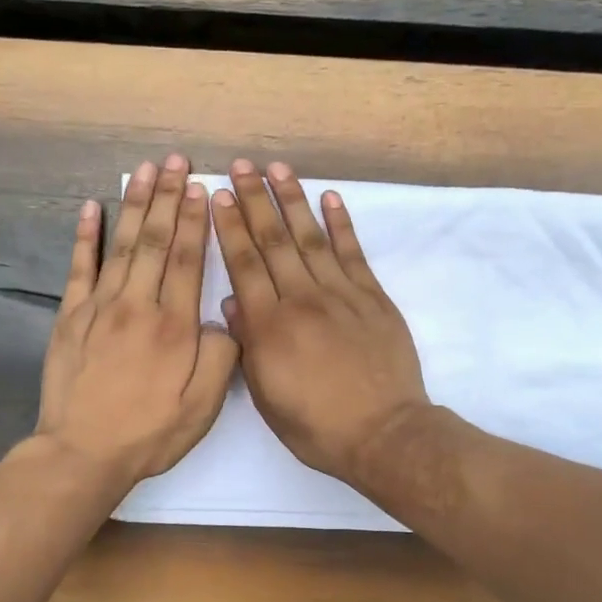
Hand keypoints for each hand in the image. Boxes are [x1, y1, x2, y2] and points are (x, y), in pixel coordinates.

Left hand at [35, 155, 238, 489]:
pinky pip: (79, 268)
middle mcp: (138, 306)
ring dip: (135, 205)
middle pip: (156, 242)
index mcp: (174, 327)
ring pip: (122, 245)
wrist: (82, 453)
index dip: (195, 221)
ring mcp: (99, 308)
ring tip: (145, 170)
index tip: (200, 187)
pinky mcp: (70, 318)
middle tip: (176, 161)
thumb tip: (221, 319)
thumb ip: (220, 357)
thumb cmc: (149, 433)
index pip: (188, 260)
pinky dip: (86, 236)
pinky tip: (92, 208)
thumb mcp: (202, 407)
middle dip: (168, 198)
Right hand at [212, 160, 431, 484]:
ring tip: (277, 169)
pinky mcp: (373, 298)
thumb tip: (233, 303)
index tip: (217, 197)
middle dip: (254, 201)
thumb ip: (248, 346)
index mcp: (270, 327)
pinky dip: (341, 224)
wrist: (383, 434)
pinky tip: (329, 198)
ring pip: (311, 238)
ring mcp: (341, 295)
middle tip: (241, 167)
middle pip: (273, 242)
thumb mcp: (267, 398)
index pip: (244, 265)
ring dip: (292, 201)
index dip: (229, 228)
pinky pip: (353, 253)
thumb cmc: (317, 426)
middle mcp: (302, 300)